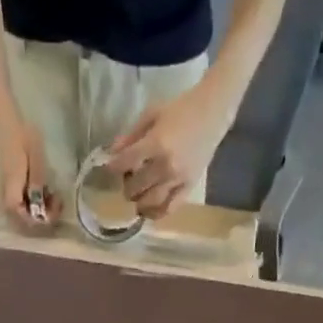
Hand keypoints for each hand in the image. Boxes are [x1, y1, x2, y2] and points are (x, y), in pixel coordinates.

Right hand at [0, 115, 56, 228]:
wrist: (7, 122)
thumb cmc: (21, 137)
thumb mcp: (35, 158)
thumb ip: (37, 182)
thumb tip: (41, 202)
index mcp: (13, 193)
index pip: (28, 219)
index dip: (44, 217)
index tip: (57, 204)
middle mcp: (9, 199)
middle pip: (27, 220)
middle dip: (45, 215)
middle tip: (58, 201)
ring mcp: (11, 194)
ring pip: (27, 213)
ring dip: (42, 209)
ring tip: (54, 196)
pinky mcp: (14, 189)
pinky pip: (26, 204)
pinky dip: (38, 202)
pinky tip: (46, 192)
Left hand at [106, 80, 233, 218]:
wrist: (212, 113)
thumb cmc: (181, 109)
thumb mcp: (152, 113)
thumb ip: (132, 134)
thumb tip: (113, 153)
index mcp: (156, 143)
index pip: (126, 162)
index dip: (114, 167)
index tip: (110, 168)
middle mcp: (166, 165)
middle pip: (137, 187)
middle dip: (127, 186)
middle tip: (128, 181)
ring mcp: (178, 179)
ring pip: (151, 202)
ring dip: (139, 203)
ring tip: (137, 197)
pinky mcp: (188, 188)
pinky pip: (170, 208)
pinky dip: (156, 214)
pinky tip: (149, 212)